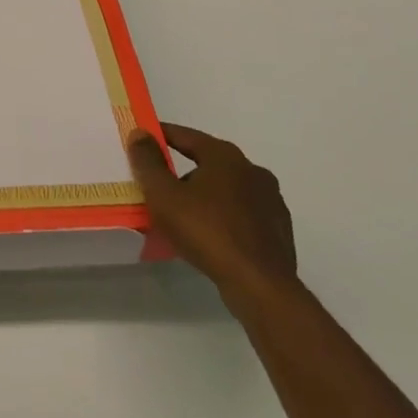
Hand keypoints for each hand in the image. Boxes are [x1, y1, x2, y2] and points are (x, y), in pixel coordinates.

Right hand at [127, 122, 297, 312]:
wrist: (260, 285)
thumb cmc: (207, 231)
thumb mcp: (164, 196)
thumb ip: (148, 162)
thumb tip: (139, 133)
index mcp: (225, 156)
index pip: (186, 135)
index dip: (162, 135)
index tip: (143, 138)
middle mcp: (252, 170)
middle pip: (208, 163)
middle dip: (182, 173)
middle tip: (159, 188)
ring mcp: (270, 200)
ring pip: (226, 190)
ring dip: (204, 197)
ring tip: (183, 219)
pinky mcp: (278, 228)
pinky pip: (242, 214)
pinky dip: (223, 218)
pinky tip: (211, 238)